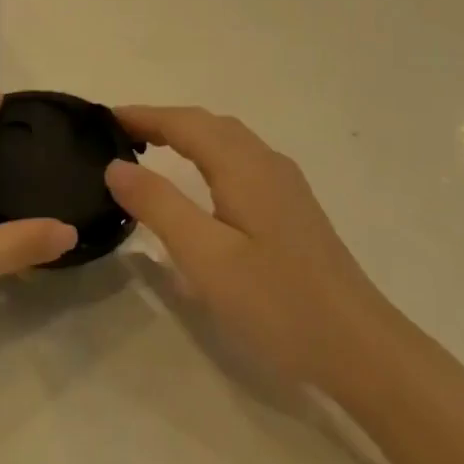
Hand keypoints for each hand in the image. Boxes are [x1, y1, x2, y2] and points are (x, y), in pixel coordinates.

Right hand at [105, 105, 392, 391]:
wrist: (360, 347)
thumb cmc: (277, 302)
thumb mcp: (206, 257)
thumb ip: (159, 205)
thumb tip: (116, 165)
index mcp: (245, 167)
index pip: (185, 123)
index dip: (144, 116)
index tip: (103, 119)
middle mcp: (267, 164)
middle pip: (209, 125)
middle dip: (163, 121)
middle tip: (119, 135)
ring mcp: (286, 186)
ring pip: (228, 141)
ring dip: (187, 135)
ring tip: (150, 150)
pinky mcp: (293, 209)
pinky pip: (241, 160)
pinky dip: (208, 154)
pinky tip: (201, 183)